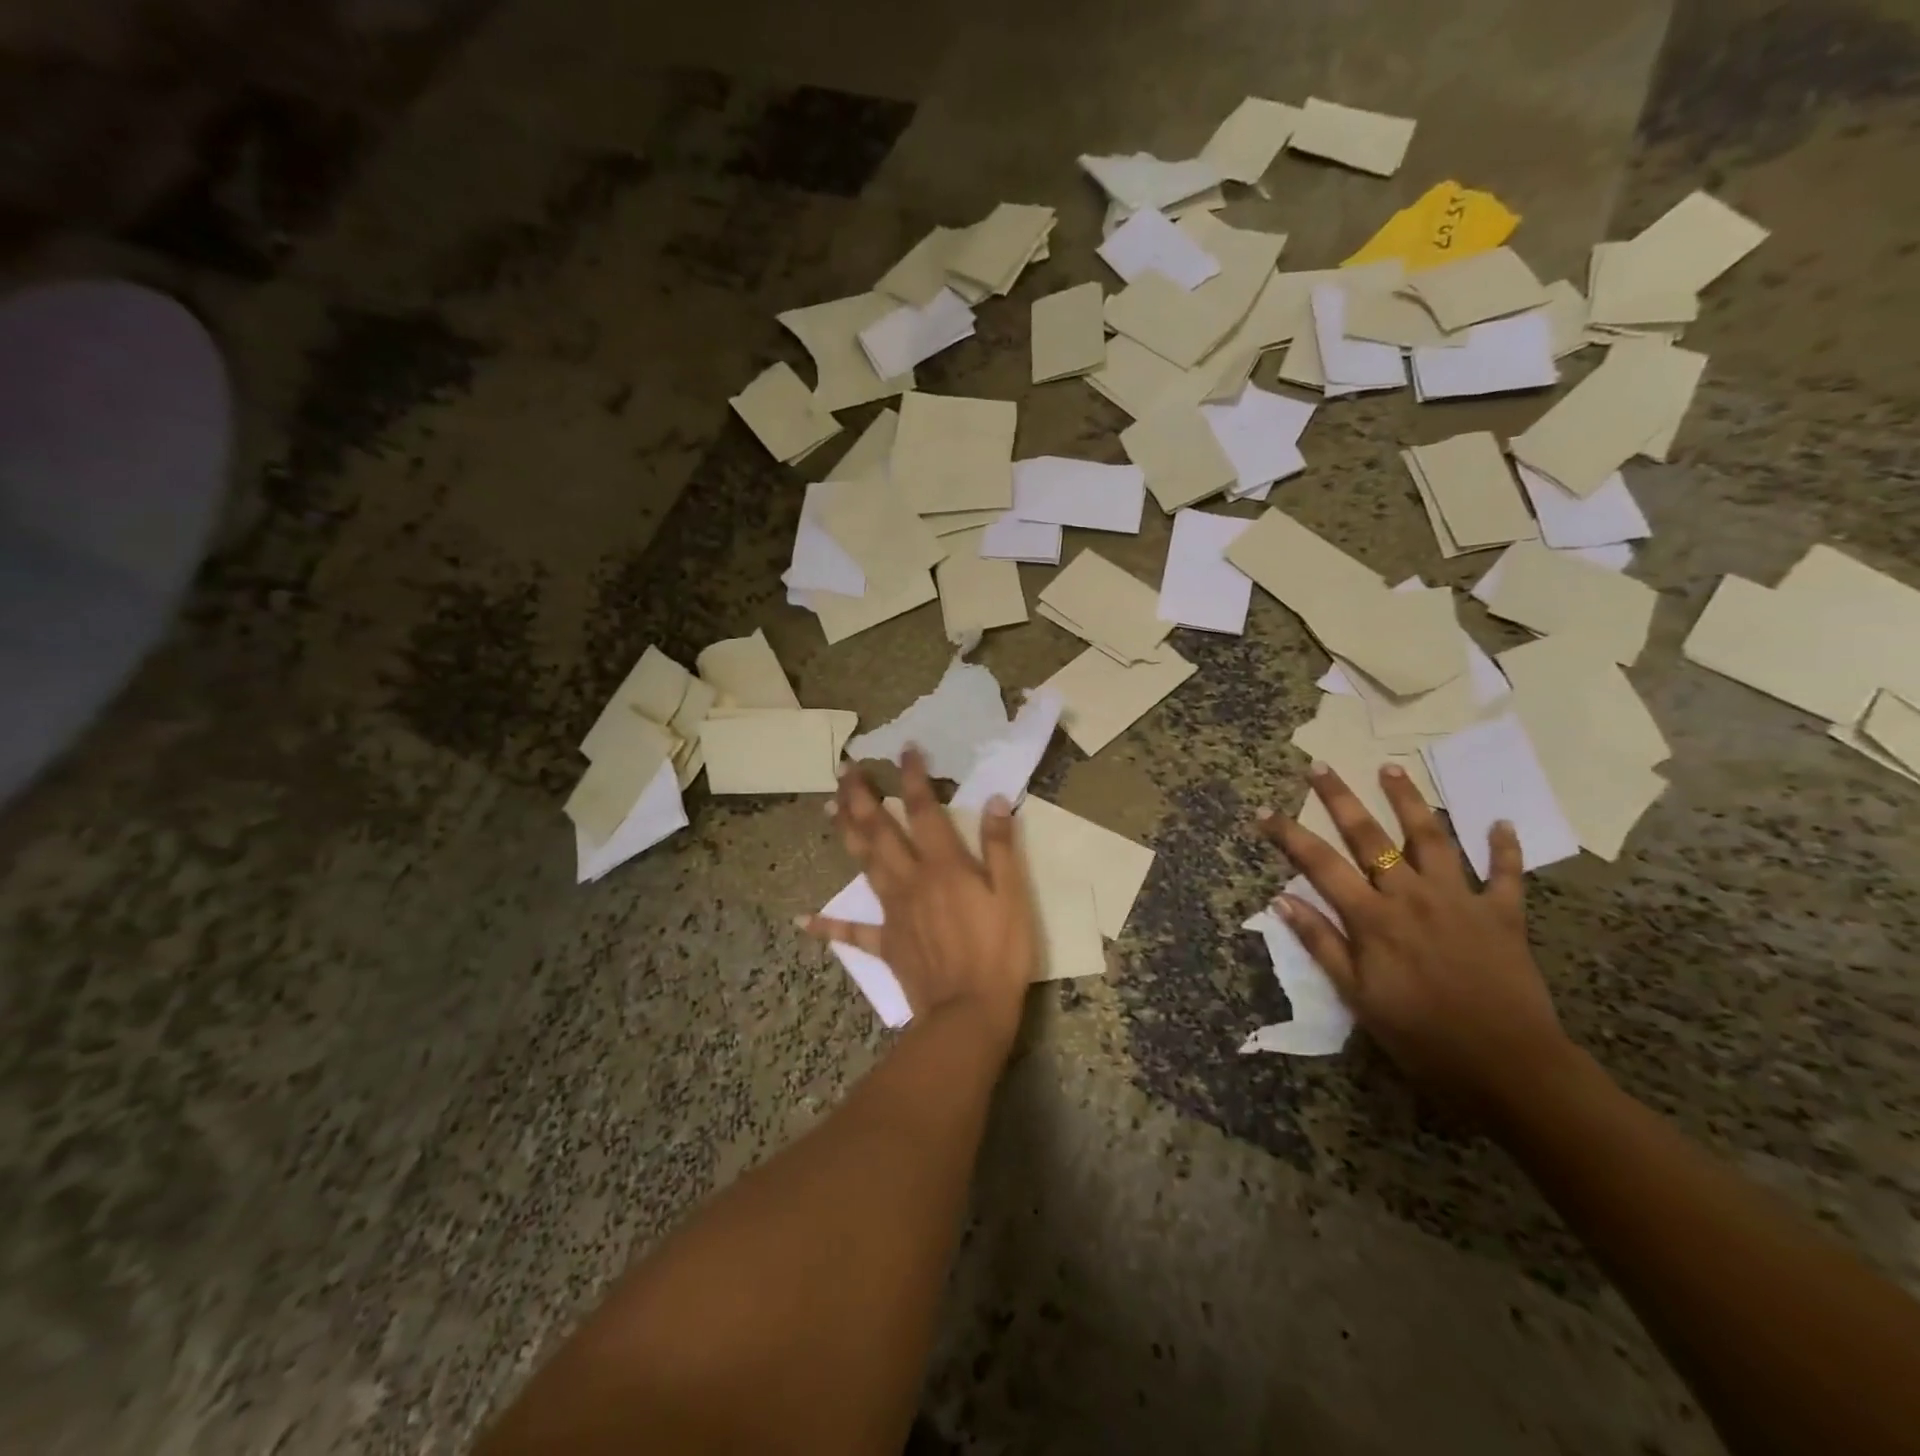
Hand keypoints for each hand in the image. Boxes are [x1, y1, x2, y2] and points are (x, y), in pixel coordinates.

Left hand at [803, 748, 1038, 1047]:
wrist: (969, 1012)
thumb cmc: (999, 953)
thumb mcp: (1013, 896)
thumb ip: (1000, 847)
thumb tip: (995, 801)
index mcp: (943, 865)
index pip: (923, 810)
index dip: (913, 777)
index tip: (905, 750)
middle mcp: (910, 879)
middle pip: (879, 830)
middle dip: (861, 797)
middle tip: (844, 770)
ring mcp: (893, 911)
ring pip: (863, 864)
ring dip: (845, 834)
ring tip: (828, 808)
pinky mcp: (885, 943)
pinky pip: (852, 932)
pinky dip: (827, 926)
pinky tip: (802, 919)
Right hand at [1258, 762, 1576, 1125]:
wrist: (1511, 1068)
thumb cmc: (1422, 1038)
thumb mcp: (1358, 998)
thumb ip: (1322, 944)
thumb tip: (1281, 900)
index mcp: (1373, 919)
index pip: (1319, 865)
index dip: (1289, 835)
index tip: (1264, 811)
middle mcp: (1412, 897)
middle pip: (1370, 838)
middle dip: (1341, 799)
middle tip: (1321, 766)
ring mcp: (1460, 901)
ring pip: (1432, 838)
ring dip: (1409, 801)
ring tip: (1391, 768)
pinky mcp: (1504, 915)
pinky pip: (1506, 874)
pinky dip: (1504, 847)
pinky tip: (1500, 822)